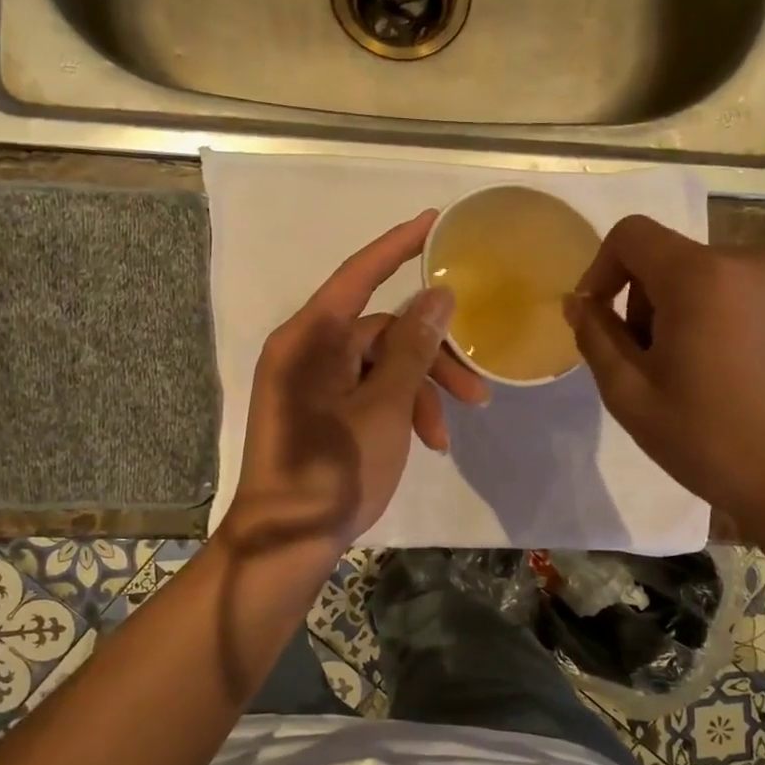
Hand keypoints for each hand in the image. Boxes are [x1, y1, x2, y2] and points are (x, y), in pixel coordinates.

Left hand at [223, 211, 488, 558]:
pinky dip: (399, 411)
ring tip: (448, 434)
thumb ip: (412, 348)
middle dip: (432, 358)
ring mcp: (312, 384)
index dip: (398, 245)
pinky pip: (367, 393)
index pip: (358, 275)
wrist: (287, 543)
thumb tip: (437, 295)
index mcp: (309, 339)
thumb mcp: (383, 407)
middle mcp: (307, 352)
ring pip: (381, 367)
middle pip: (382, 331)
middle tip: (477, 390)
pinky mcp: (321, 412)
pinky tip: (427, 442)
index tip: (435, 222)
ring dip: (420, 393)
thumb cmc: (333, 470)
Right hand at [564, 215, 764, 537]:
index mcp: (700, 278)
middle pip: (672, 257)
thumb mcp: (629, 395)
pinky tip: (740, 365)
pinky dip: (731, 312)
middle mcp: (751, 260)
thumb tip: (578, 301)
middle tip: (653, 361)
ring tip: (699, 367)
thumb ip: (596, 337)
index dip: (603, 268)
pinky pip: (753, 287)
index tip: (601, 316)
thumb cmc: (708, 439)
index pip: (632, 235)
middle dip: (648, 299)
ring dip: (690, 307)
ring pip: (712, 273)